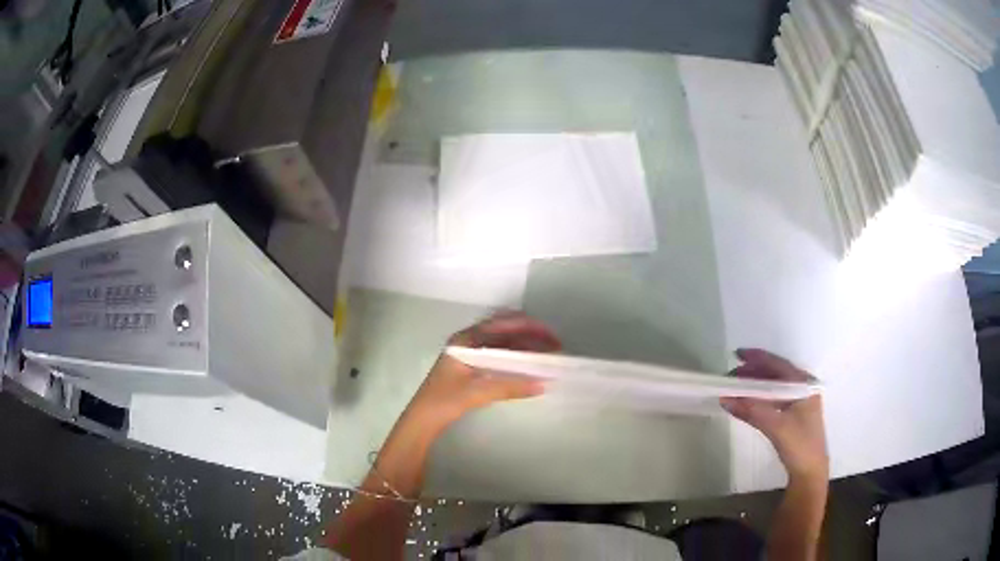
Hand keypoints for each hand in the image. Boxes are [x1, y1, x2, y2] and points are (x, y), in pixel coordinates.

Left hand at [405, 312, 561, 430]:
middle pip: (505, 330)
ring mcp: (470, 352)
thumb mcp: (478, 392)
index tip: (551, 336)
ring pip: (504, 343)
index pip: (503, 324)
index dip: (530, 327)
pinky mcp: (472, 366)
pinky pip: (499, 355)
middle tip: (554, 346)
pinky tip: (529, 367)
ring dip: (525, 346)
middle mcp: (469, 340)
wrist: (422, 419)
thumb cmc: (445, 400)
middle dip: (531, 334)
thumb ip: (510, 386)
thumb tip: (543, 384)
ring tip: (547, 356)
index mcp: (466, 339)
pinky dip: (516, 359)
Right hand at [721, 348, 828, 481]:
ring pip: (774, 386)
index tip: (736, 354)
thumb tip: (725, 398)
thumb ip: (752, 410)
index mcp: (803, 384)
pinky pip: (774, 398)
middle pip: (775, 373)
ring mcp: (798, 401)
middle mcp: (802, 388)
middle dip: (753, 372)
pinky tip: (749, 402)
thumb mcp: (776, 427)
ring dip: (755, 385)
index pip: (778, 364)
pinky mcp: (793, 414)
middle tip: (731, 376)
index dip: (757, 358)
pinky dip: (759, 397)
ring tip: (736, 387)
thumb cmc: (799, 445)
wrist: (810, 472)